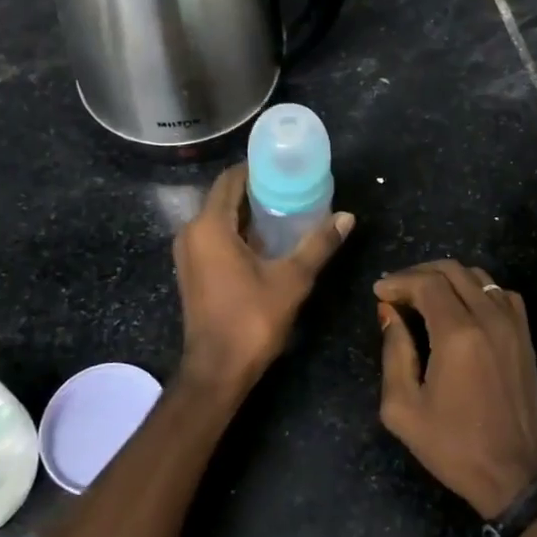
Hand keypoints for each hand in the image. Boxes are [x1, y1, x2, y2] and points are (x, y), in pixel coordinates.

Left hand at [174, 164, 353, 399]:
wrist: (217, 370)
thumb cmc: (251, 319)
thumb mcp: (292, 279)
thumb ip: (318, 244)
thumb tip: (347, 217)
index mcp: (209, 226)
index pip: (230, 179)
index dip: (257, 168)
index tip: (286, 166)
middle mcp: (192, 233)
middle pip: (224, 197)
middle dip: (256, 190)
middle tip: (293, 186)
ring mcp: (189, 253)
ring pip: (219, 218)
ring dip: (248, 212)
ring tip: (286, 209)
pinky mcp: (192, 271)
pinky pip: (215, 237)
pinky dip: (238, 232)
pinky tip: (268, 239)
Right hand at [375, 261, 536, 518]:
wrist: (515, 474)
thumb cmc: (453, 445)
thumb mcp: (404, 408)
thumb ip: (393, 352)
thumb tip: (389, 313)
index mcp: (458, 335)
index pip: (426, 283)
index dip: (399, 281)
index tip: (379, 293)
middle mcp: (488, 319)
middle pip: (452, 270)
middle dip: (419, 274)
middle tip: (396, 291)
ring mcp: (512, 325)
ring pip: (478, 276)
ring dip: (447, 278)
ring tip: (424, 296)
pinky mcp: (525, 336)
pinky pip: (500, 293)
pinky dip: (477, 289)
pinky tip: (461, 307)